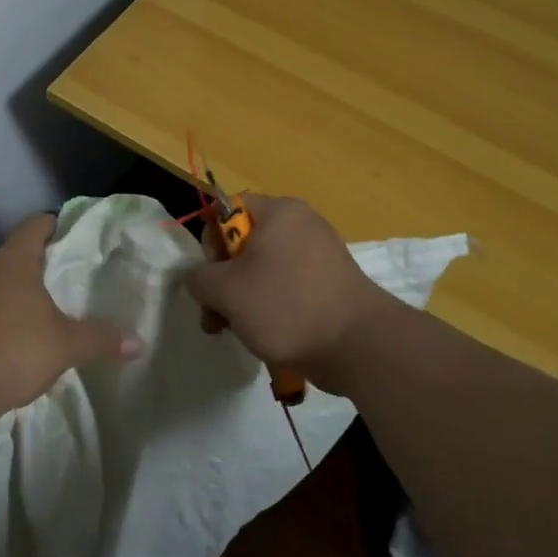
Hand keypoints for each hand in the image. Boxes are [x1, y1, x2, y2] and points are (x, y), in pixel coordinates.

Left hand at [0, 213, 141, 421]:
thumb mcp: (64, 347)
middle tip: (42, 294)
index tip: (62, 229)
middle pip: (1, 262)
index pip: (34, 227)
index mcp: (10, 263)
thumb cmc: (10, 351)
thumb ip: (99, 340)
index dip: (51, 225)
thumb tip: (138, 342)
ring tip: (8, 329)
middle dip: (20, 275)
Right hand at [185, 195, 394, 391]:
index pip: (227, 210)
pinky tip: (263, 335)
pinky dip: (269, 307)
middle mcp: (301, 225)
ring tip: (234, 331)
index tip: (210, 277)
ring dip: (240, 299)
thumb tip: (200, 279)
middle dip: (222, 281)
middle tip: (214, 315)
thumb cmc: (286, 306)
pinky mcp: (329, 284)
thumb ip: (199, 278)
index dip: (210, 243)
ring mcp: (319, 255)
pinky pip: (286, 286)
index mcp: (278, 212)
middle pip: (243, 244)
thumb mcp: (226, 291)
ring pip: (262, 270)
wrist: (358, 345)